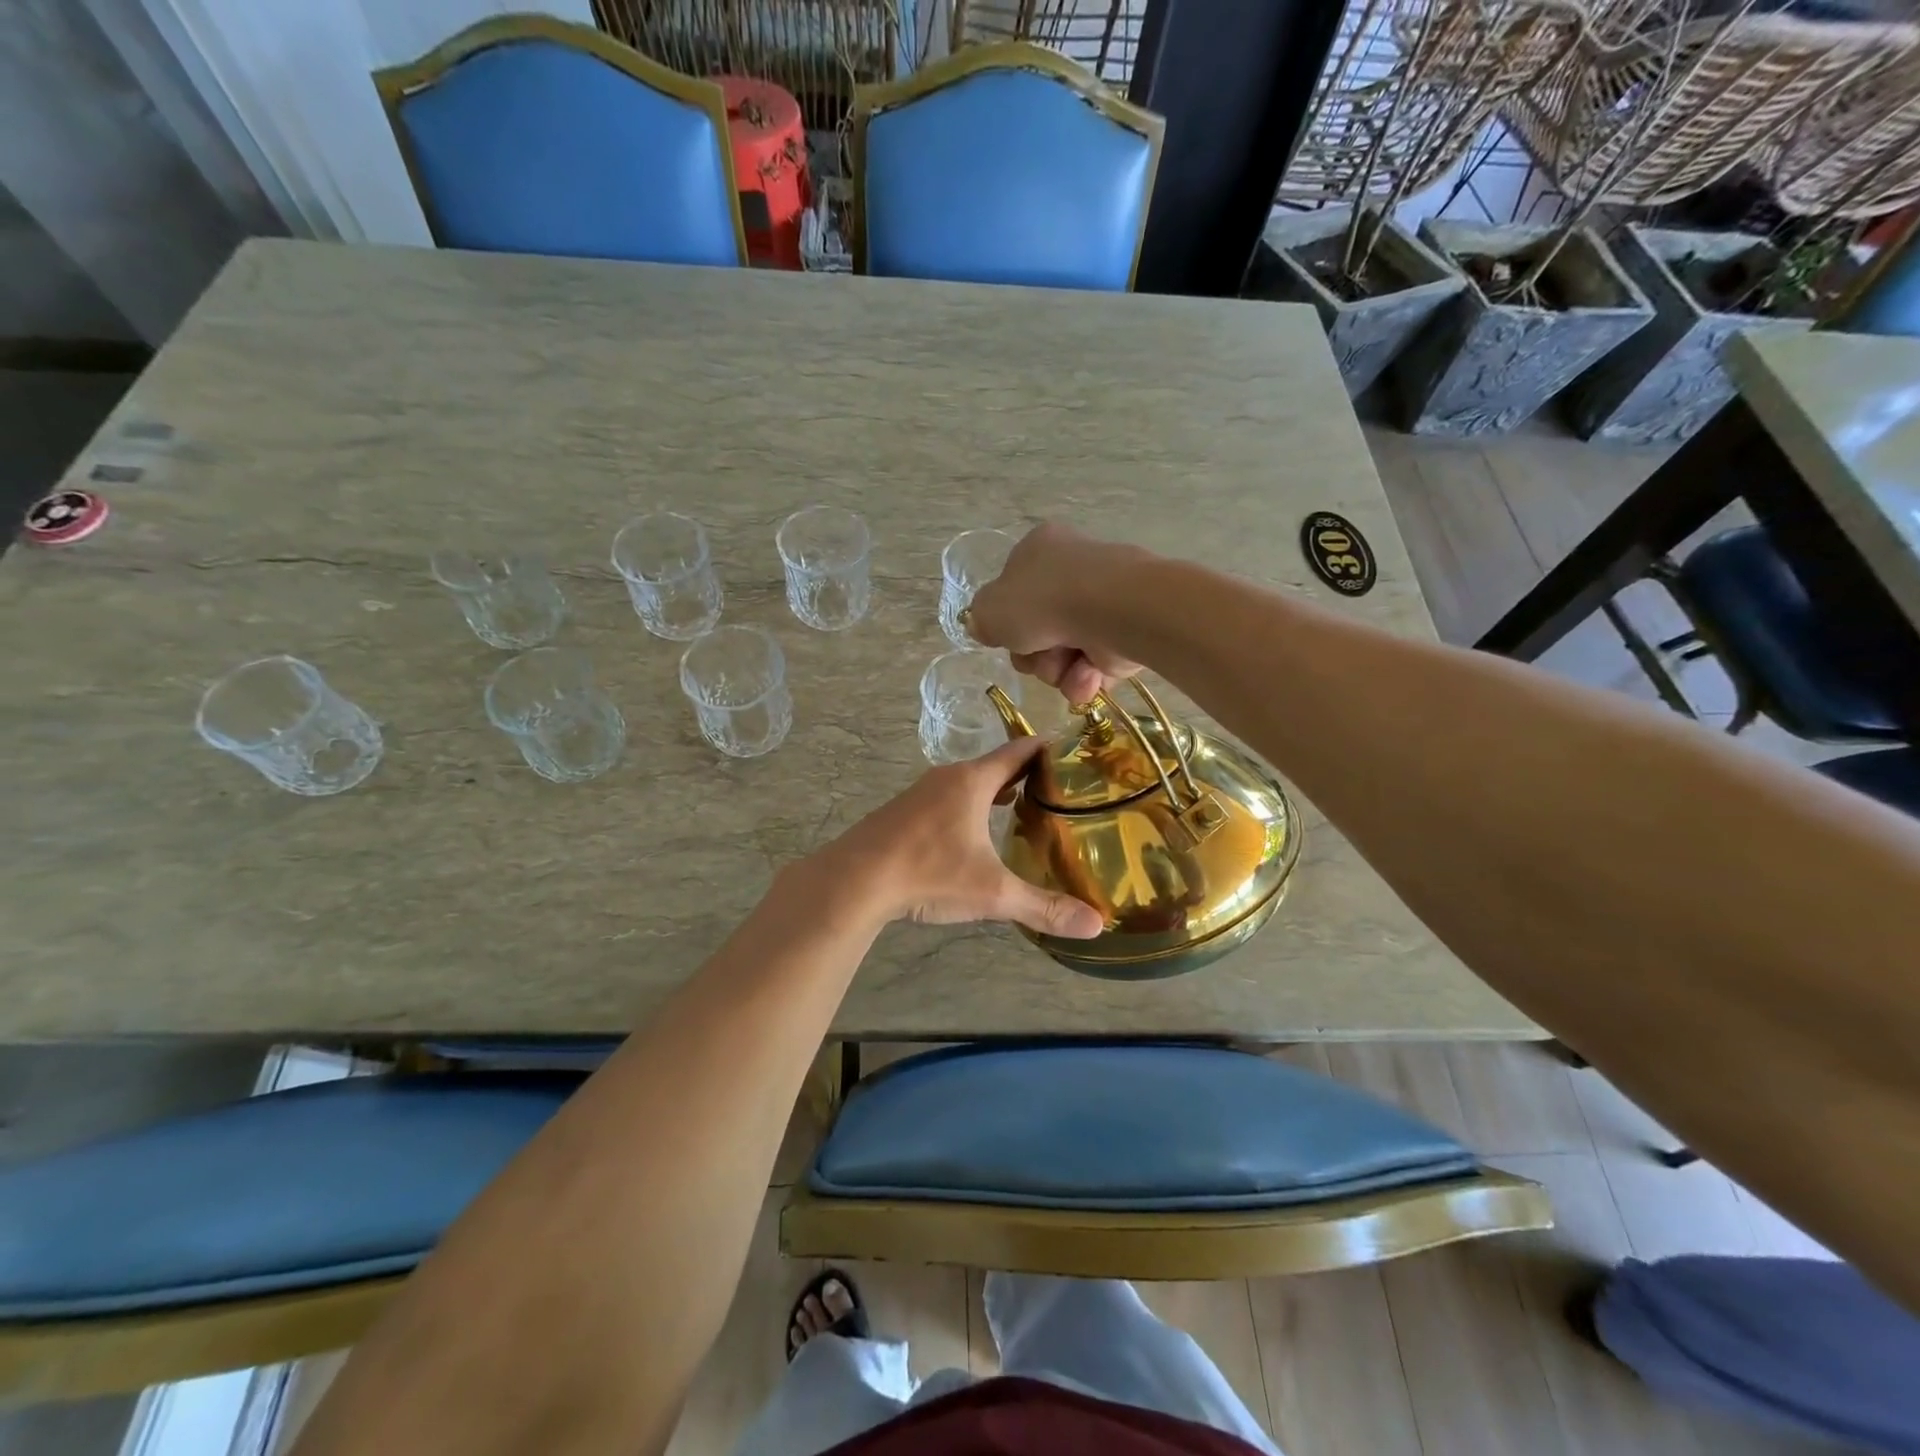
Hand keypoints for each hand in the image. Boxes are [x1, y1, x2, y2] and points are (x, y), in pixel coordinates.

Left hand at [829, 737, 1102, 938]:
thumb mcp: (992, 893)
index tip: (1075, 752)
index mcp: (973, 781)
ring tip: (1022, 810)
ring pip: (967, 784)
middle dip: (1026, 775)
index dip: (1048, 748)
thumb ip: (1043, 907)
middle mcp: (947, 778)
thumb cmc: (928, 872)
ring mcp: (919, 794)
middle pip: (995, 766)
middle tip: (1060, 790)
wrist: (853, 881)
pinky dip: (968, 807)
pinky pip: (945, 800)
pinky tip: (972, 835)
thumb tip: (1097, 925)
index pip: (1019, 751)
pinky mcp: (901, 813)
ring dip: (994, 792)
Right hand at [966, 522, 1142, 705]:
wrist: (1112, 611)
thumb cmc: (1044, 601)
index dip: (1006, 620)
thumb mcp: (990, 609)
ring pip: (1062, 655)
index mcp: (1040, 549)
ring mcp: (1101, 604)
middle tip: (1035, 654)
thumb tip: (986, 628)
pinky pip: (1091, 668)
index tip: (1005, 637)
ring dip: (1056, 670)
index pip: (1014, 589)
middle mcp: (1072, 572)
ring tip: (1066, 666)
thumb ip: (981, 620)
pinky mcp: (1124, 635)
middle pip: (1036, 630)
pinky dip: (1084, 679)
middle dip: (1032, 655)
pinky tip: (1086, 675)